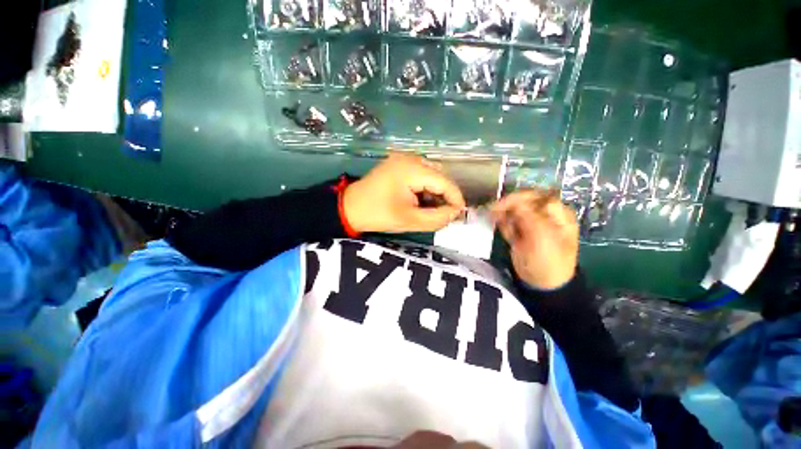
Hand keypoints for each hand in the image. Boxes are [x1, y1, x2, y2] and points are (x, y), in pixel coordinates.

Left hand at [343, 153, 465, 232]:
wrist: (349, 208)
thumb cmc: (377, 215)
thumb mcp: (409, 220)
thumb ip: (437, 218)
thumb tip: (455, 212)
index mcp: (411, 169)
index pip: (444, 181)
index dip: (455, 198)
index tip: (460, 214)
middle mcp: (410, 158)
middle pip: (439, 175)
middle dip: (445, 195)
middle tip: (445, 214)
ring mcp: (403, 159)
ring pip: (431, 174)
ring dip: (435, 191)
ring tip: (432, 208)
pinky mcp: (398, 163)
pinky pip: (420, 173)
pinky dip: (425, 187)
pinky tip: (421, 200)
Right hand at [491, 188, 578, 289]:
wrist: (541, 284)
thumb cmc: (547, 260)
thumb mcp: (541, 236)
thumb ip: (528, 215)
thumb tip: (512, 200)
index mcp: (557, 213)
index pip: (536, 196)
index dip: (518, 198)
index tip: (501, 205)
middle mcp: (544, 215)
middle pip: (523, 202)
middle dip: (508, 207)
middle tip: (493, 212)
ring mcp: (531, 223)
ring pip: (513, 211)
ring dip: (505, 217)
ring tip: (504, 228)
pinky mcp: (520, 232)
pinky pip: (508, 222)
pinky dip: (504, 225)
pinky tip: (507, 235)